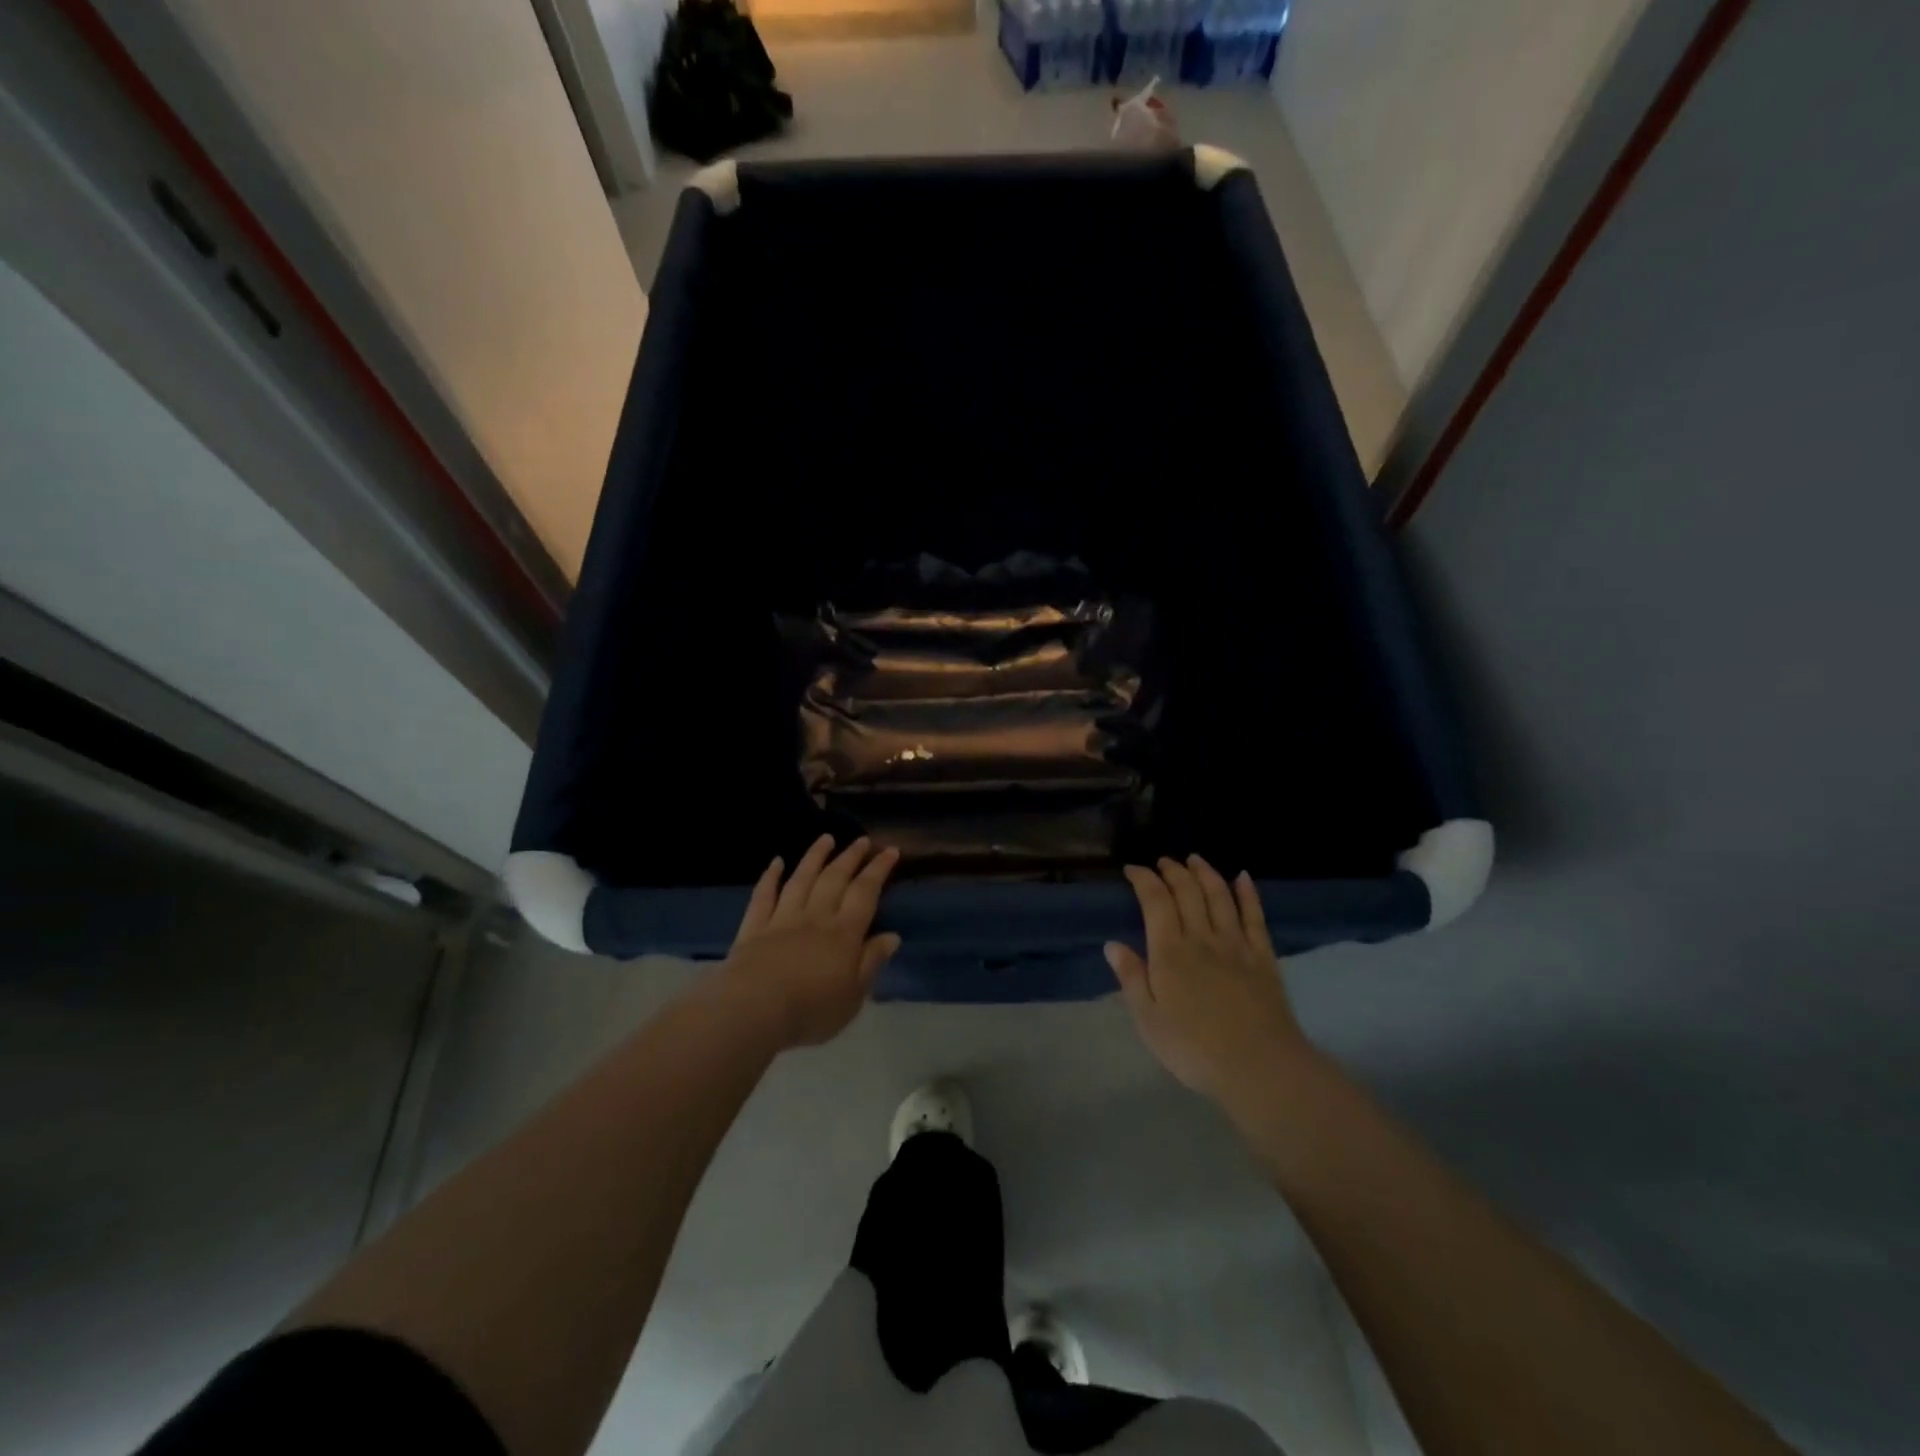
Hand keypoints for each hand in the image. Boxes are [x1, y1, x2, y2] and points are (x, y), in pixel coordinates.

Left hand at [720, 835, 900, 1049]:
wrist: (753, 1010)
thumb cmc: (811, 1009)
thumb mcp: (853, 996)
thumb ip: (871, 962)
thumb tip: (892, 936)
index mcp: (844, 933)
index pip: (865, 893)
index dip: (878, 870)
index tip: (890, 850)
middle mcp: (815, 917)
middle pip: (835, 879)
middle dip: (850, 857)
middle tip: (862, 840)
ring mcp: (782, 919)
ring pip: (801, 879)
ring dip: (815, 857)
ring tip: (825, 838)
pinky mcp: (754, 928)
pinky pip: (763, 896)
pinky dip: (770, 877)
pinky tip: (776, 862)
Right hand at [1106, 856, 1309, 1106]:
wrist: (1260, 1067)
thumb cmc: (1195, 1049)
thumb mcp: (1149, 1020)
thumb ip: (1132, 978)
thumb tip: (1112, 944)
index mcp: (1170, 952)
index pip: (1155, 901)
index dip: (1144, 880)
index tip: (1132, 869)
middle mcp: (1202, 938)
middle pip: (1188, 892)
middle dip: (1173, 871)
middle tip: (1163, 862)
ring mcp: (1237, 945)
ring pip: (1220, 896)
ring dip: (1205, 873)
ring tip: (1195, 859)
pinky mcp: (1263, 957)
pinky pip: (1255, 916)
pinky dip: (1248, 893)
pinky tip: (1243, 878)